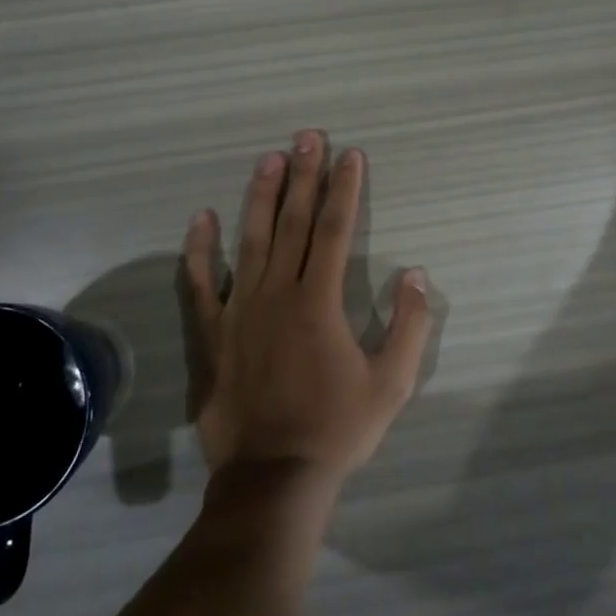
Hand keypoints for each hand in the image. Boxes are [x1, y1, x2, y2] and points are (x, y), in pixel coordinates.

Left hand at [182, 132, 433, 486]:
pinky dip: (200, 250)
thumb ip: (409, 326)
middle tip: (308, 137)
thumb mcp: (392, 384)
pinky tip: (201, 218)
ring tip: (268, 158)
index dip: (344, 190)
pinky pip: (200, 284)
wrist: (272, 478)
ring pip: (250, 240)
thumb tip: (415, 273)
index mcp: (320, 302)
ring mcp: (239, 311)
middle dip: (304, 176)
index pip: (334, 230)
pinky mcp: (211, 334)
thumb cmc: (336, 430)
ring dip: (261, 196)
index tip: (350, 156)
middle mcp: (277, 294)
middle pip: (292, 222)